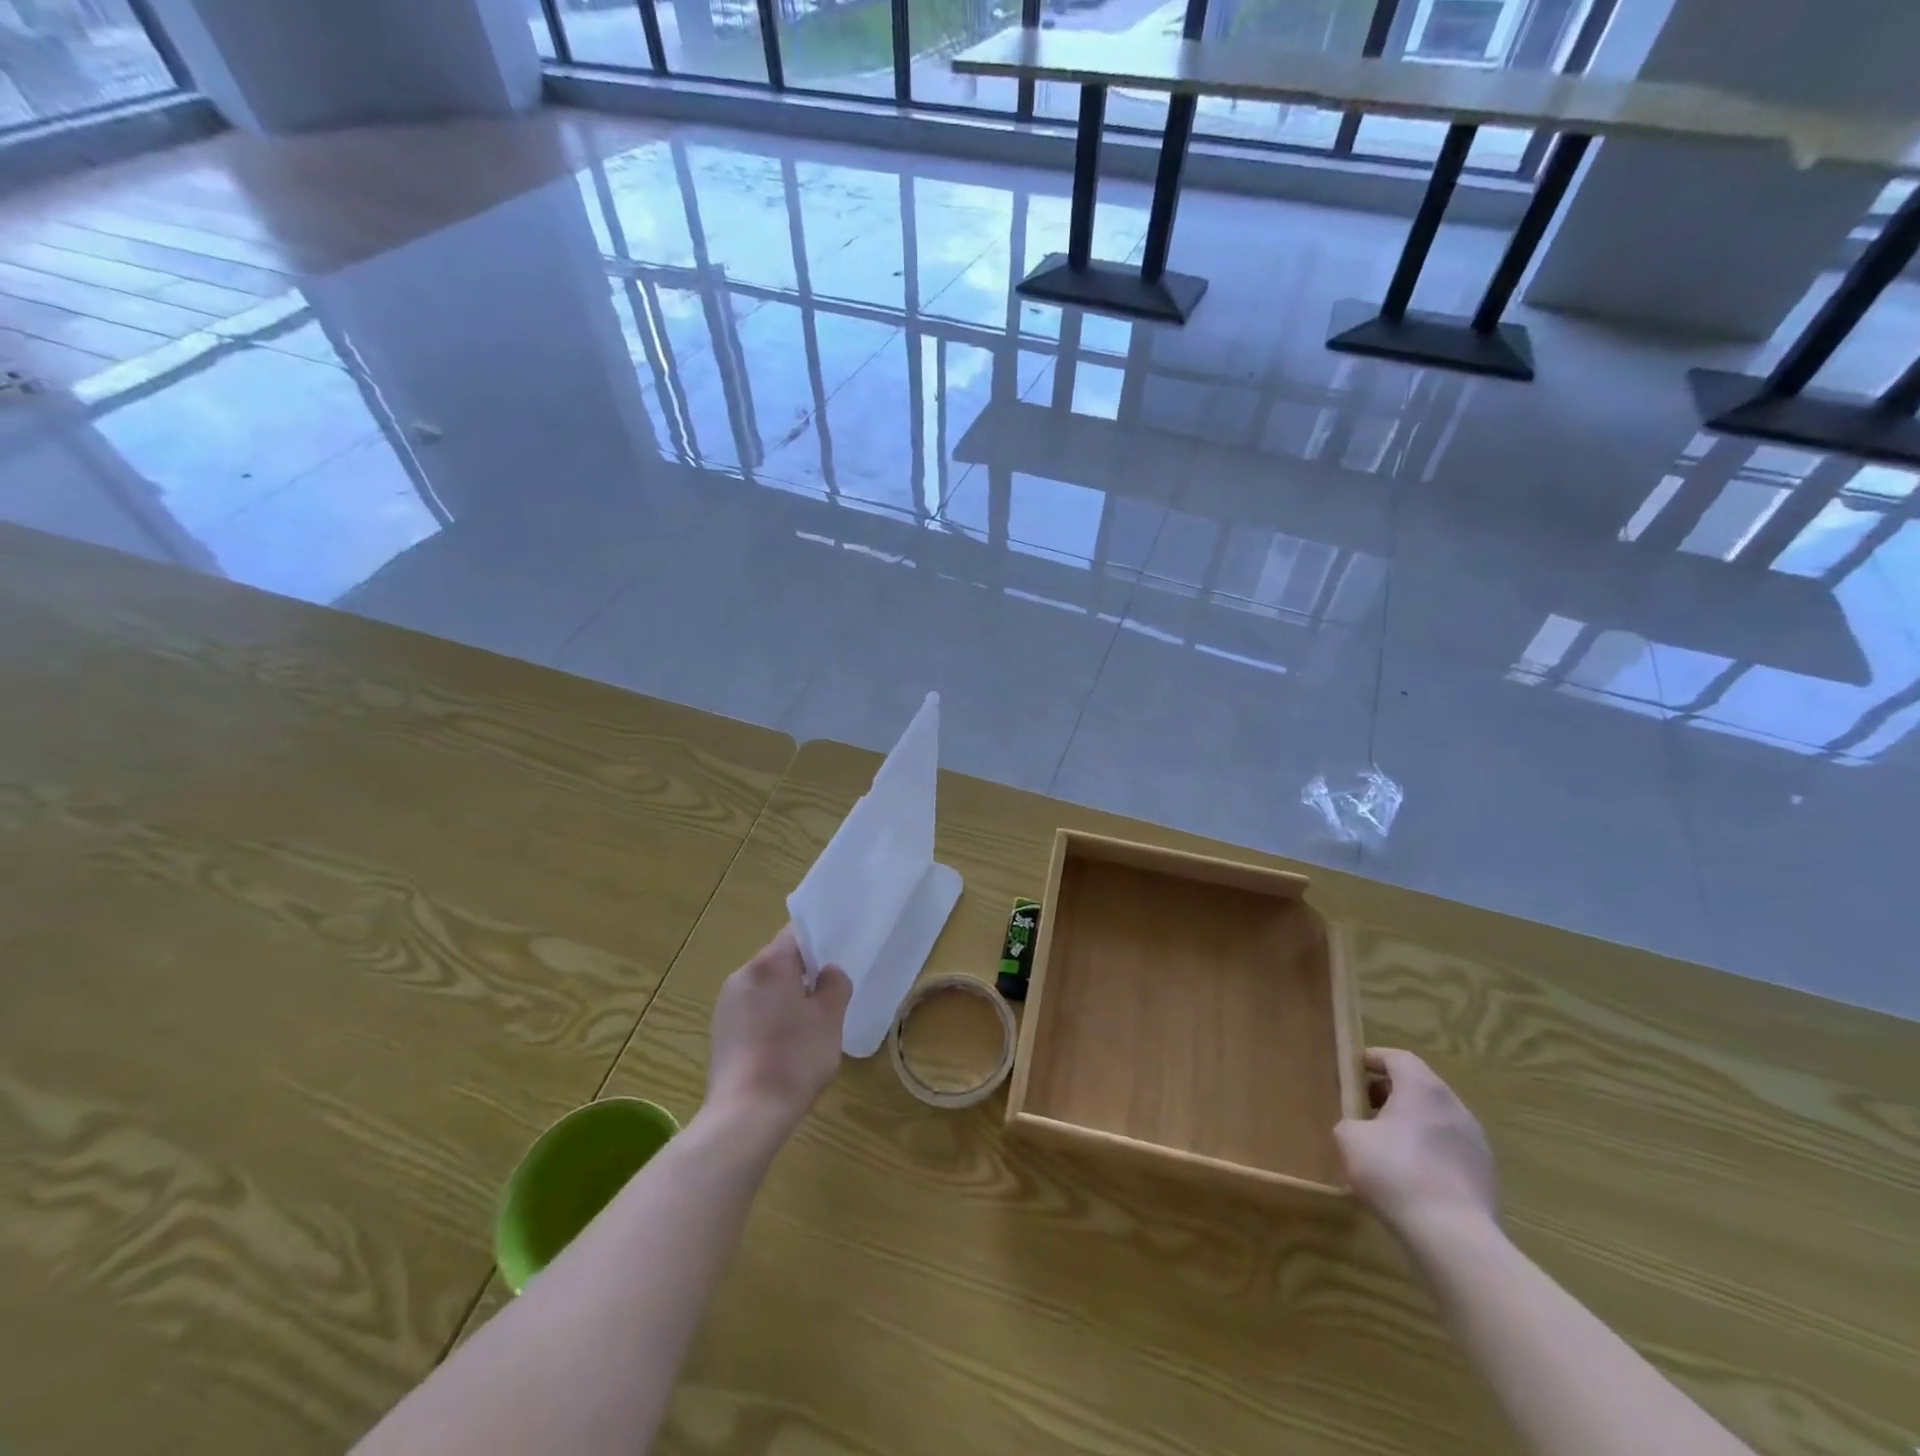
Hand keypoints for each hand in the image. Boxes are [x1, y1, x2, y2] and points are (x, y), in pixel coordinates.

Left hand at [705, 926, 851, 1137]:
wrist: (745, 1115)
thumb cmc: (794, 1058)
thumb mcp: (830, 1018)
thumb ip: (834, 985)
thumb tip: (827, 973)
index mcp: (769, 964)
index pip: (796, 934)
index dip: (819, 941)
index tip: (837, 957)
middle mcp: (742, 976)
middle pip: (778, 961)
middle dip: (803, 973)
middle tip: (828, 995)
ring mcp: (725, 1005)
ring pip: (764, 987)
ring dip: (785, 997)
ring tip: (808, 1024)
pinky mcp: (719, 1032)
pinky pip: (752, 1011)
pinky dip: (769, 1017)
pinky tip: (784, 1045)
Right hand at [1335, 1048, 1497, 1243]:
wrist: (1454, 1237)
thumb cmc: (1395, 1173)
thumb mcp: (1349, 1139)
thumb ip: (1351, 1123)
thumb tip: (1361, 1129)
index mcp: (1422, 1088)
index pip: (1398, 1057)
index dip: (1374, 1059)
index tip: (1354, 1071)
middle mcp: (1454, 1106)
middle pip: (1420, 1086)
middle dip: (1391, 1092)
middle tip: (1366, 1108)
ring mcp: (1476, 1142)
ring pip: (1437, 1118)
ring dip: (1412, 1122)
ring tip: (1388, 1145)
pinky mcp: (1486, 1175)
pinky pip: (1450, 1149)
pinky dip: (1430, 1151)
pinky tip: (1412, 1176)